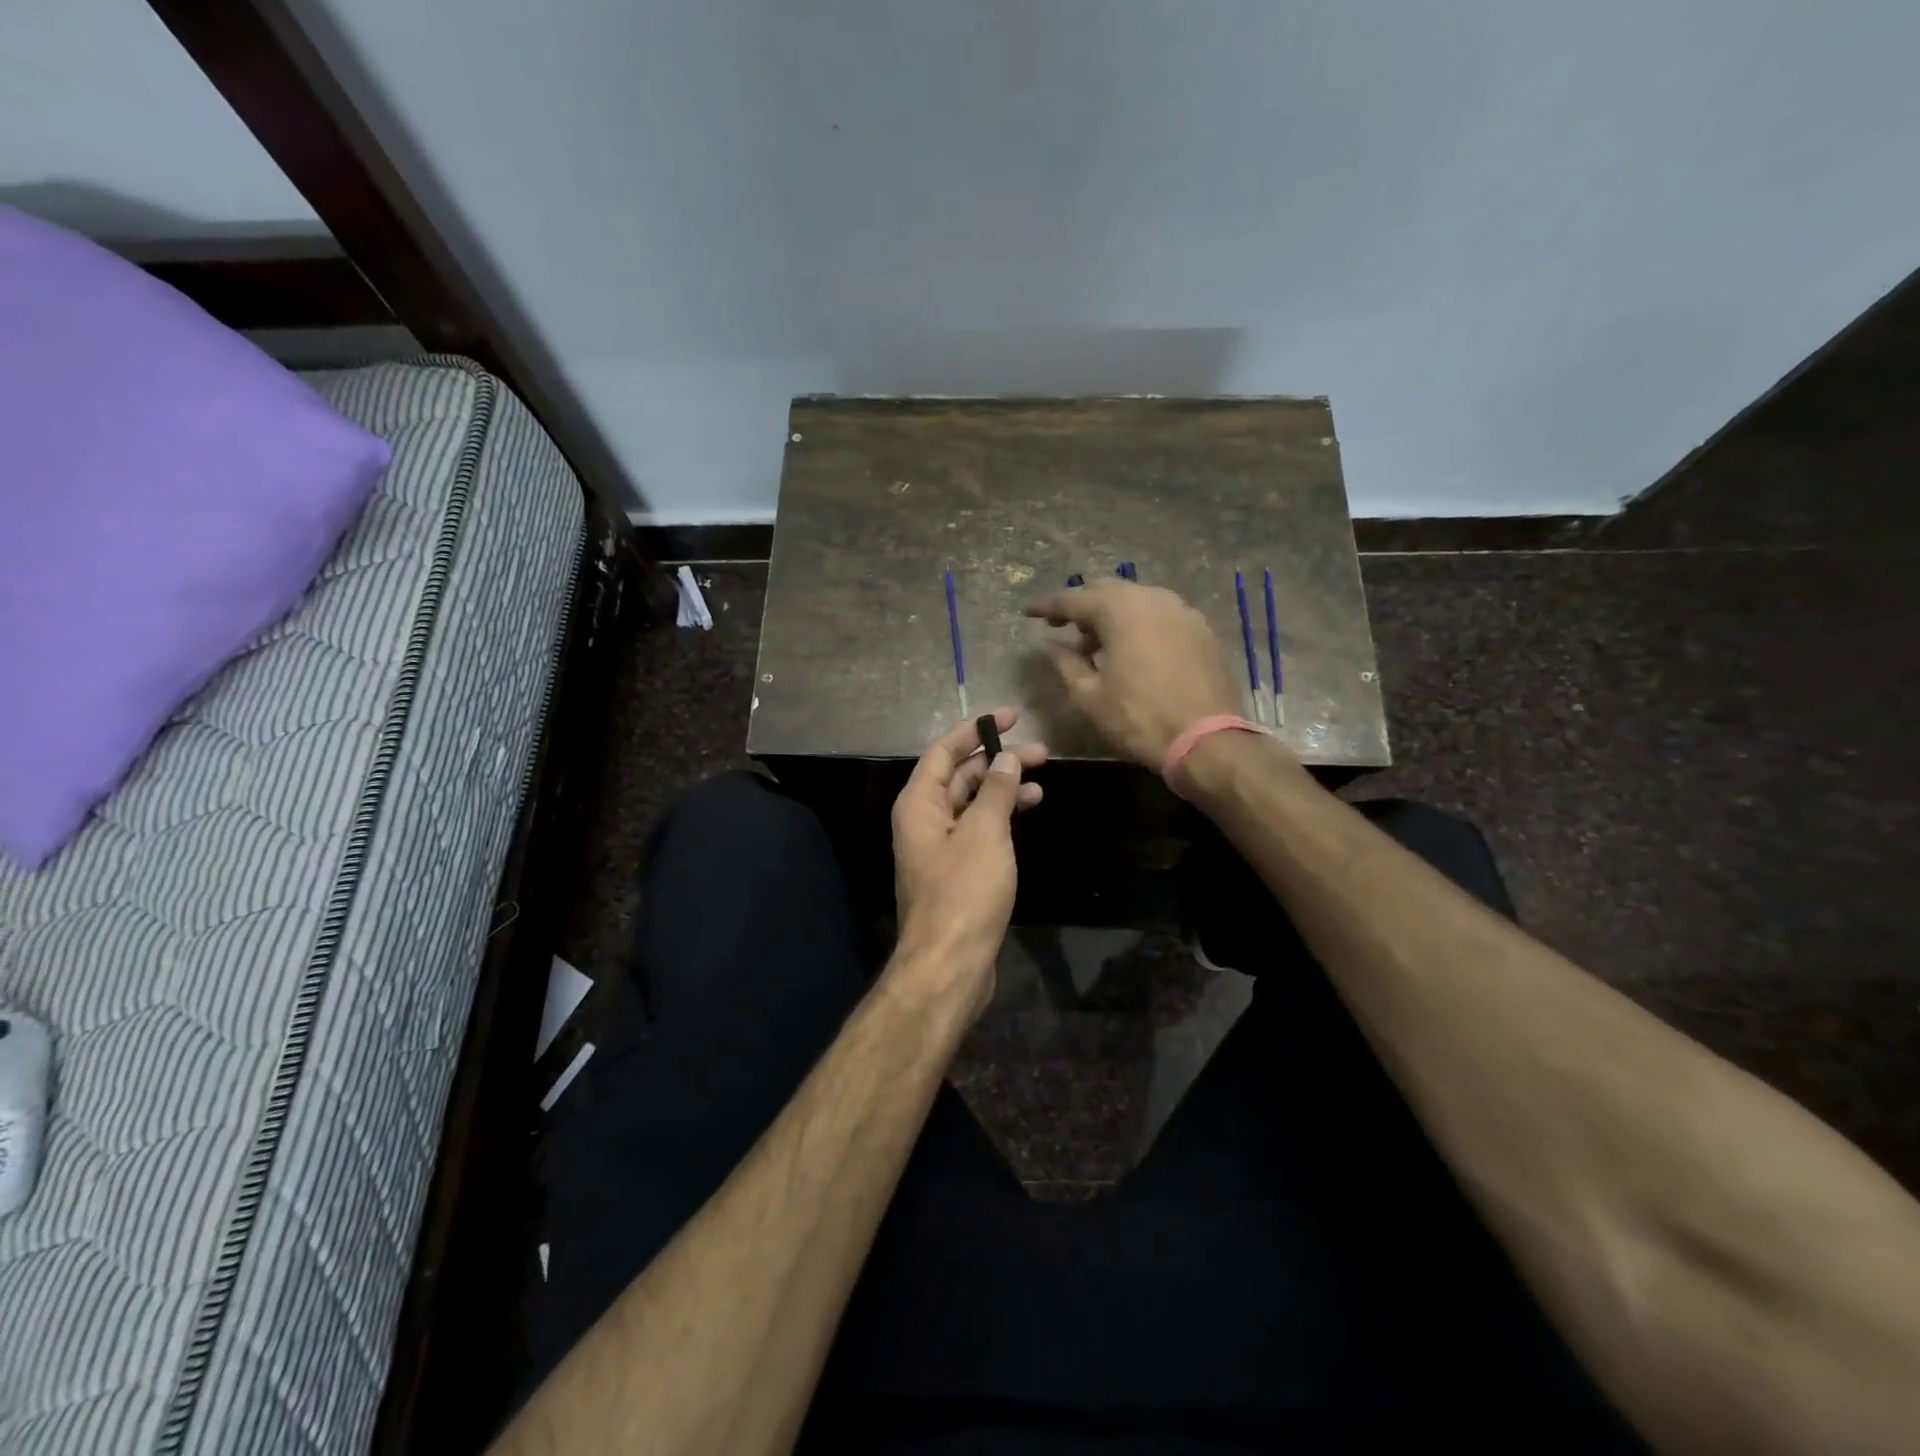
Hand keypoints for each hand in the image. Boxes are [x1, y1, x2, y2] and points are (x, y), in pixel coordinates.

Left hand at [890, 707, 1045, 1017]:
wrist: (949, 964)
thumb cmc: (964, 893)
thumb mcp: (984, 833)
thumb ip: (995, 790)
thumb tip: (1005, 757)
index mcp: (919, 804)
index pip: (944, 751)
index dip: (975, 730)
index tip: (1010, 716)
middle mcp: (924, 820)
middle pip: (960, 776)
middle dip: (996, 760)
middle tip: (1040, 751)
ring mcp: (940, 847)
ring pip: (972, 803)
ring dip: (1003, 788)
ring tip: (1041, 779)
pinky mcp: (957, 870)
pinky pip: (978, 829)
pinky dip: (1001, 816)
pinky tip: (1027, 811)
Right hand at [1024, 580, 1241, 767]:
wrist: (1206, 740)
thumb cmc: (1139, 718)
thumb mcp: (1089, 696)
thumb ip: (1066, 664)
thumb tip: (1051, 646)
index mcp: (1120, 610)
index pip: (1073, 599)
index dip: (1048, 606)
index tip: (1029, 612)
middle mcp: (1152, 598)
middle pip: (1108, 592)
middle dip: (1082, 607)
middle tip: (1063, 627)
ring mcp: (1182, 611)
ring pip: (1137, 601)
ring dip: (1113, 616)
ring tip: (1099, 645)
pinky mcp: (1201, 629)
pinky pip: (1161, 615)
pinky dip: (1140, 624)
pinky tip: (1133, 651)